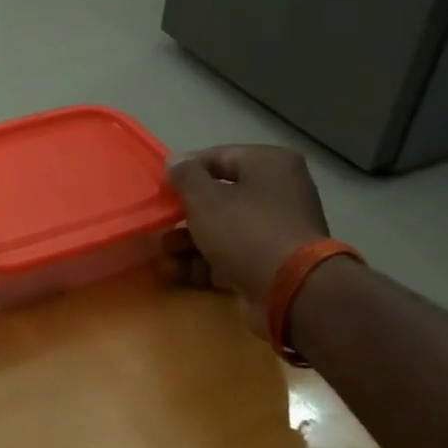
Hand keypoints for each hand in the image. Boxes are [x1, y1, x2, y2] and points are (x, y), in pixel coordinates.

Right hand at [162, 146, 329, 328]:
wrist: (289, 290)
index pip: (219, 157)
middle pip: (219, 197)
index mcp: (270, 165)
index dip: (186, 171)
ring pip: (221, 230)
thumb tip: (175, 159)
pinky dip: (201, 263)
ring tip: (160, 254)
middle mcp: (277, 193)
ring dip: (187, 242)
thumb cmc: (245, 230)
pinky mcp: (268, 264)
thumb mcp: (205, 198)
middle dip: (183, 215)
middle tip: (158, 223)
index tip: (161, 187)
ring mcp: (275, 231)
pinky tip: (172, 272)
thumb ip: (185, 176)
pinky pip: (229, 256)